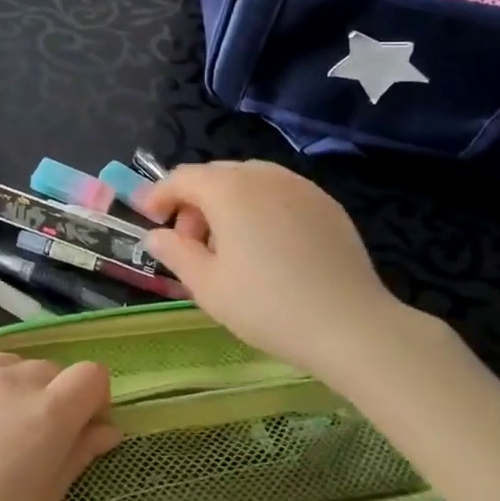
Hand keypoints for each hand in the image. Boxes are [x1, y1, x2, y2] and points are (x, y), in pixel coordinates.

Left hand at [0, 352, 119, 500]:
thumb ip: (75, 459)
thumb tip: (106, 429)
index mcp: (45, 414)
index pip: (92, 376)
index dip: (93, 402)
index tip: (79, 434)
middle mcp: (11, 378)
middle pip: (52, 371)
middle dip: (54, 401)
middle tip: (30, 449)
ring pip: (14, 365)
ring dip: (17, 390)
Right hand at [143, 160, 429, 382]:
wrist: (350, 325)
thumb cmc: (267, 305)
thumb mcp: (207, 286)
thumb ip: (175, 253)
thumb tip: (157, 236)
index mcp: (229, 189)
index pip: (183, 177)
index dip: (159, 195)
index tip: (149, 218)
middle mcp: (264, 175)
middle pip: (216, 176)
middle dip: (195, 203)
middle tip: (191, 244)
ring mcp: (300, 186)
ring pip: (250, 182)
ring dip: (228, 205)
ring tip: (230, 249)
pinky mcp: (326, 204)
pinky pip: (280, 194)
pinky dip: (261, 209)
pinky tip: (268, 249)